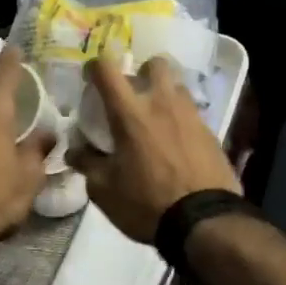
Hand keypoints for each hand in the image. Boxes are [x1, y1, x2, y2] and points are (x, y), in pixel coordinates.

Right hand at [67, 56, 240, 242]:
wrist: (204, 221)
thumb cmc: (146, 203)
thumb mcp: (104, 190)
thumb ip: (87, 164)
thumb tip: (74, 151)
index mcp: (131, 113)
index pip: (108, 71)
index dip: (95, 66)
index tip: (90, 76)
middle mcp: (162, 104)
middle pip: (156, 63)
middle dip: (143, 71)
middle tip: (134, 92)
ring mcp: (191, 115)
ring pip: (178, 86)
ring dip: (165, 93)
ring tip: (157, 117)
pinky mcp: (210, 132)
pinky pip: (193, 113)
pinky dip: (181, 119)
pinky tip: (176, 142)